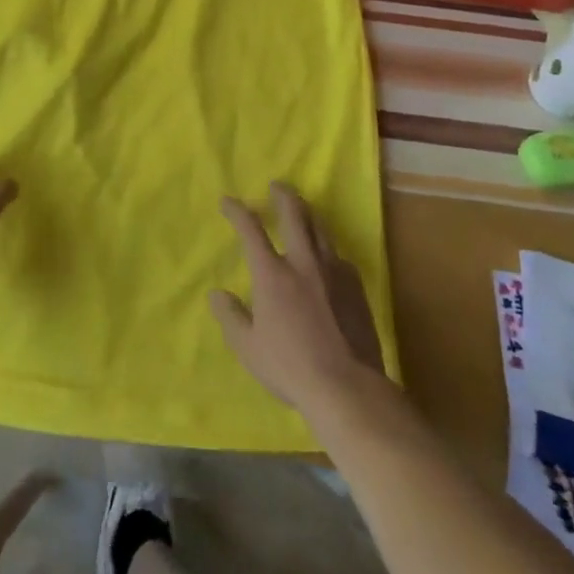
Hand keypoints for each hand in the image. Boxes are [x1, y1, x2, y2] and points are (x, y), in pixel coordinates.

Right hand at [210, 182, 385, 413]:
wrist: (348, 387)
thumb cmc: (290, 367)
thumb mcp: (248, 347)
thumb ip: (231, 316)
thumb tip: (216, 294)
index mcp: (272, 274)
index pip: (251, 230)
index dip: (237, 211)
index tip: (228, 201)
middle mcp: (303, 262)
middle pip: (294, 215)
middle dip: (283, 196)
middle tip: (277, 186)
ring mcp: (334, 272)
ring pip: (321, 230)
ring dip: (308, 214)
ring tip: (303, 209)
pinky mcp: (356, 288)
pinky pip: (339, 256)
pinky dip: (328, 249)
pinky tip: (328, 257)